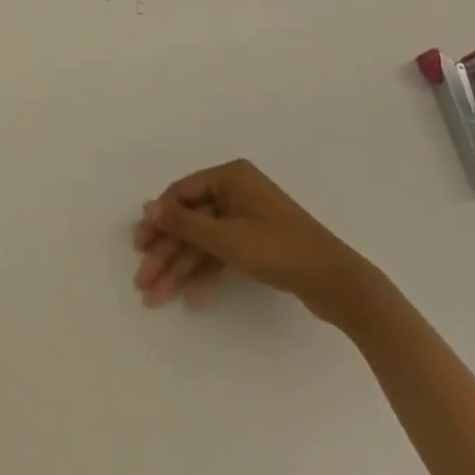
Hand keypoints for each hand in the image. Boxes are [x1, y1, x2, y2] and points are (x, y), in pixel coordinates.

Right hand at [133, 159, 383, 329]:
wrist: (336, 282)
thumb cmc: (278, 249)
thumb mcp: (226, 237)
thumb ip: (184, 223)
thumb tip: (147, 207)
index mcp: (230, 177)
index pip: (182, 193)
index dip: (159, 220)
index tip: (139, 245)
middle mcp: (236, 192)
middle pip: (190, 221)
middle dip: (166, 252)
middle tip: (142, 280)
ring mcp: (247, 218)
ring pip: (203, 242)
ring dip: (179, 268)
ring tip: (155, 297)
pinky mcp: (256, 244)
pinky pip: (221, 254)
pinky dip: (205, 273)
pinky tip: (189, 296)